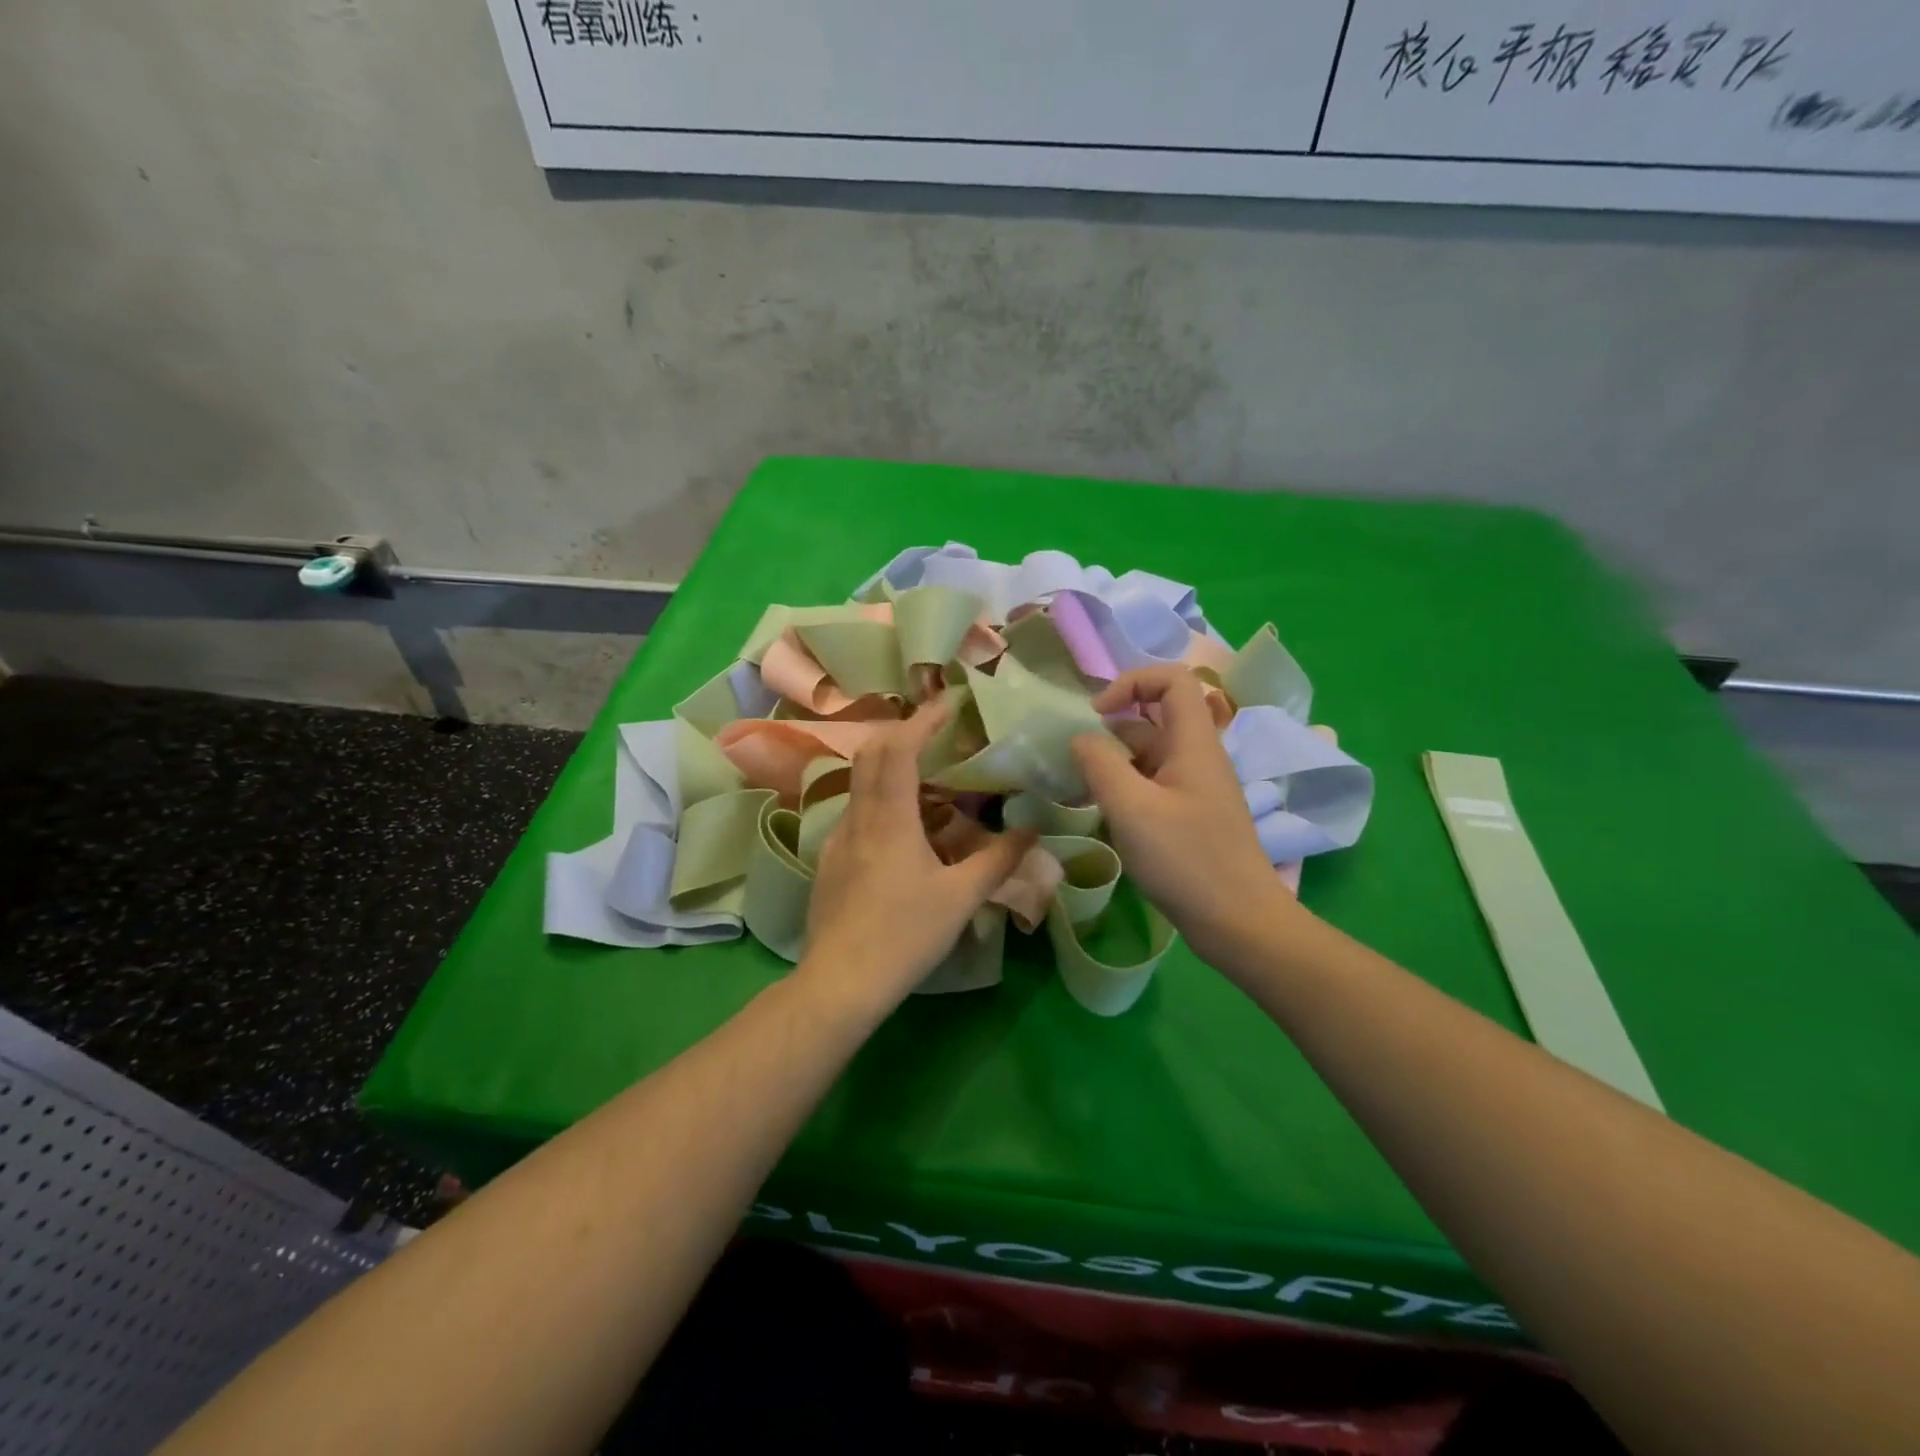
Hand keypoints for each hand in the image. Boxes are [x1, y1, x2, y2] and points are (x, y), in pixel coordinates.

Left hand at [799, 702, 1031, 1015]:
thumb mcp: (960, 899)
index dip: (922, 720)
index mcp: (889, 818)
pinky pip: (856, 811)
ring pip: (860, 782)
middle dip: (902, 732)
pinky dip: (880, 798)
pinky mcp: (831, 861)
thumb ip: (998, 861)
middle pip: (871, 753)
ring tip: (927, 777)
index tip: (949, 704)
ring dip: (890, 766)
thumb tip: (1031, 831)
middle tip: (937, 733)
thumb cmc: (904, 935)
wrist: (840, 982)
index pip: (899, 748)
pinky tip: (902, 828)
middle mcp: (858, 817)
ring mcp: (838, 839)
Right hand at [1071, 667, 1298, 964]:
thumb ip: (1100, 764)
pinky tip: (1104, 814)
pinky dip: (1125, 789)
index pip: (1172, 679)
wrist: (1239, 923)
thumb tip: (1080, 737)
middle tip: (1077, 759)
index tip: (1097, 714)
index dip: (1132, 682)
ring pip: (1149, 755)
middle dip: (1111, 728)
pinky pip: (1153, 785)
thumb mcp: (1132, 808)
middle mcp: (1197, 757)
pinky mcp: (1190, 816)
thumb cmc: (1186, 860)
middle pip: (1154, 717)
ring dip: (1114, 762)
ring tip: (1080, 789)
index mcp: (1194, 743)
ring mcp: (1195, 788)